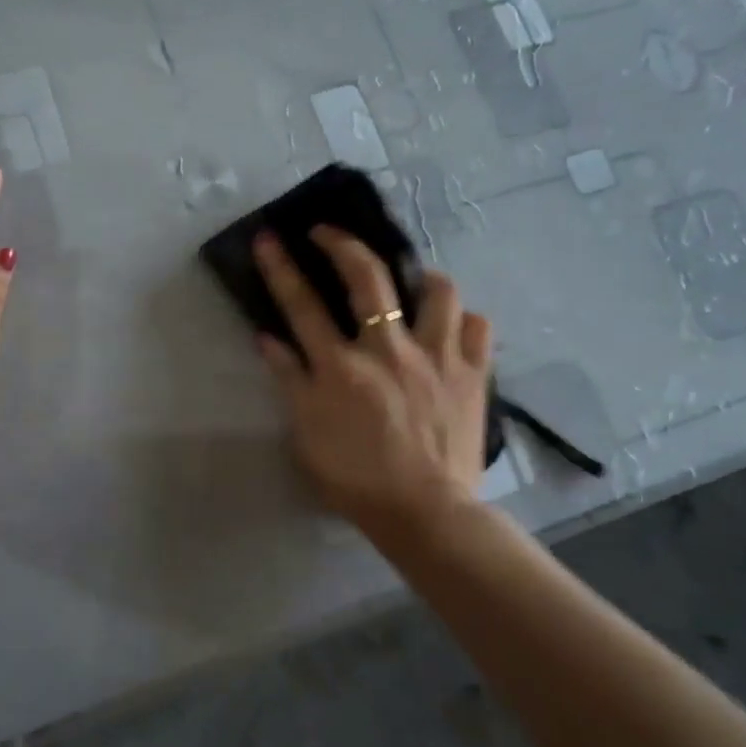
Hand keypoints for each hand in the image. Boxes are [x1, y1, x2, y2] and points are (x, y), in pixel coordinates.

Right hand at [253, 228, 491, 536]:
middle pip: (367, 277)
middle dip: (343, 244)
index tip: (268, 237)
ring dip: (421, 277)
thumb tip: (267, 337)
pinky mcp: (474, 374)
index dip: (281, 267)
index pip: (301, 305)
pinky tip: (452, 328)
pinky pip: (478, 327)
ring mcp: (437, 357)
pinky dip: (464, 320)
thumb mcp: (306, 433)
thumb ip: (288, 379)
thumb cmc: (356, 477)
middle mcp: (389, 349)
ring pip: (439, 290)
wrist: (425, 514)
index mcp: (341, 366)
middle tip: (329, 232)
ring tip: (412, 283)